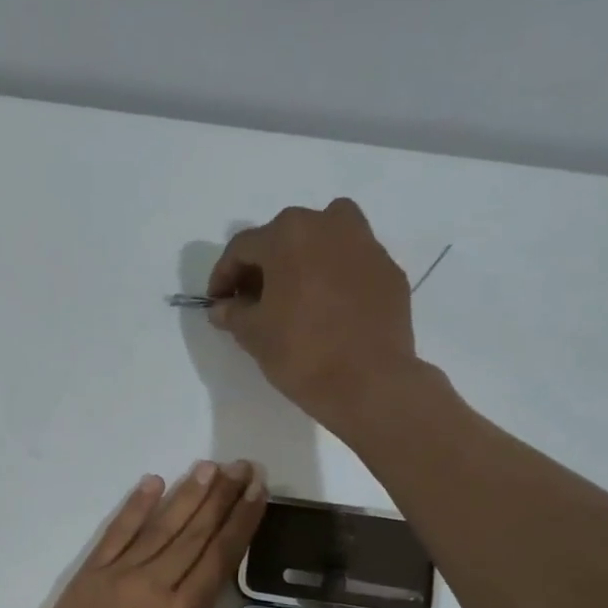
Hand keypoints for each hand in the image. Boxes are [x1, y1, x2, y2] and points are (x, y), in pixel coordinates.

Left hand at [18, 462, 326, 607]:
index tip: (258, 488)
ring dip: (186, 495)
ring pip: (159, 527)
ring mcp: (116, 577)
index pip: (220, 556)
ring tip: (209, 466)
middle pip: (194, 532)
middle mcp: (153, 585)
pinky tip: (151, 483)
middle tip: (244, 464)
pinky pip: (115, 534)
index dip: (241, 520)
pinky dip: (134, 508)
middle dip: (222, 496)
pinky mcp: (87, 578)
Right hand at [208, 198, 419, 429]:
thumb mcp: (254, 334)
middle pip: (285, 238)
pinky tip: (328, 310)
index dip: (224, 276)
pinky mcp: (389, 271)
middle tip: (253, 301)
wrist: (369, 382)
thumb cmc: (301, 352)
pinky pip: (352, 265)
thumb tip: (222, 307)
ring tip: (294, 297)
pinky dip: (335, 278)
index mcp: (289, 234)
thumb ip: (233, 313)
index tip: (218, 303)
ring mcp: (366, 245)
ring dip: (304, 262)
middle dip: (264, 267)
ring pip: (325, 241)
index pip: (243, 248)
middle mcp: (329, 225)